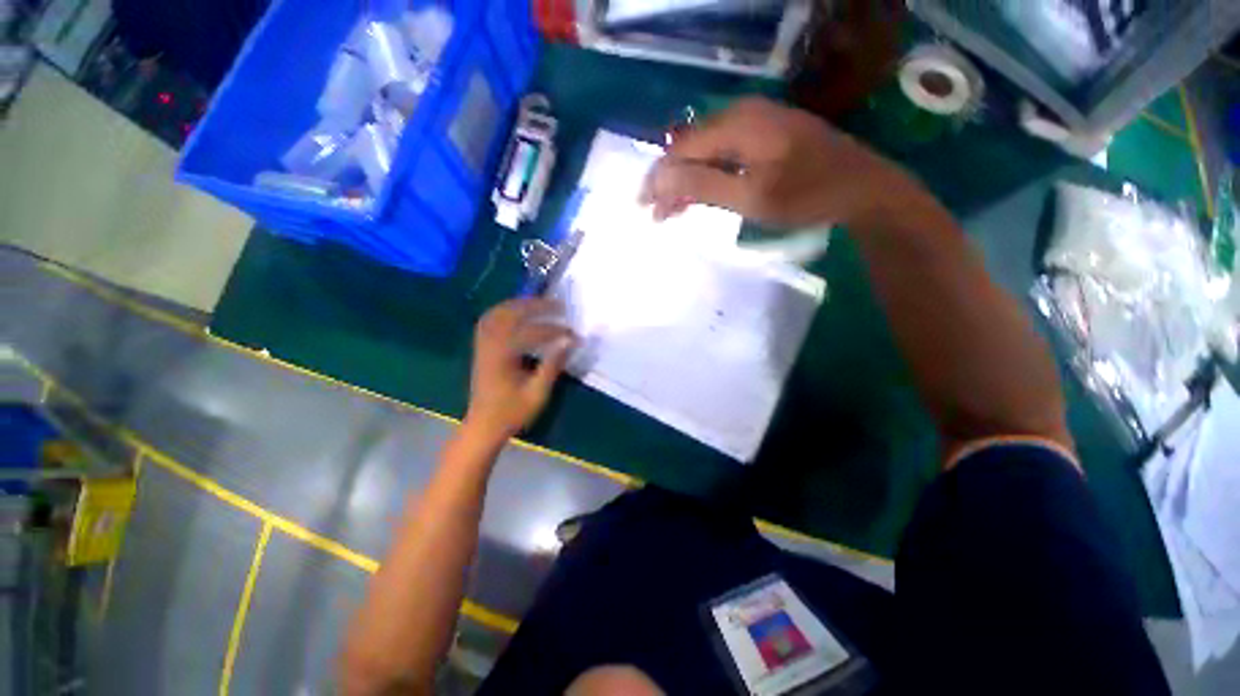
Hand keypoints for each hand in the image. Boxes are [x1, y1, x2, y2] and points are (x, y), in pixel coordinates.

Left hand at [464, 298, 575, 441]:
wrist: (483, 427)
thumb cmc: (512, 412)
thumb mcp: (537, 393)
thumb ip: (553, 364)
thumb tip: (570, 342)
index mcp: (503, 356)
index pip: (532, 333)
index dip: (554, 331)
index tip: (573, 334)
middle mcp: (489, 344)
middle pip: (511, 314)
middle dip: (536, 306)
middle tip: (558, 305)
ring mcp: (482, 345)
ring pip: (497, 313)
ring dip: (519, 305)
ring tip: (539, 304)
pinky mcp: (480, 349)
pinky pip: (489, 321)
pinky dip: (504, 312)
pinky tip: (517, 314)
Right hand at [640, 97, 914, 228]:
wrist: (861, 187)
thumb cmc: (805, 195)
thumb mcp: (750, 196)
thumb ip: (702, 185)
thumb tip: (659, 179)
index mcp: (736, 125)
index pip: (681, 150)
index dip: (659, 179)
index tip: (644, 207)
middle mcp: (741, 114)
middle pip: (691, 148)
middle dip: (669, 182)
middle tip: (656, 213)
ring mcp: (756, 122)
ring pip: (706, 151)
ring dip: (687, 180)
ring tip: (672, 210)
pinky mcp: (766, 134)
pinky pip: (724, 152)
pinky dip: (708, 175)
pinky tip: (701, 192)